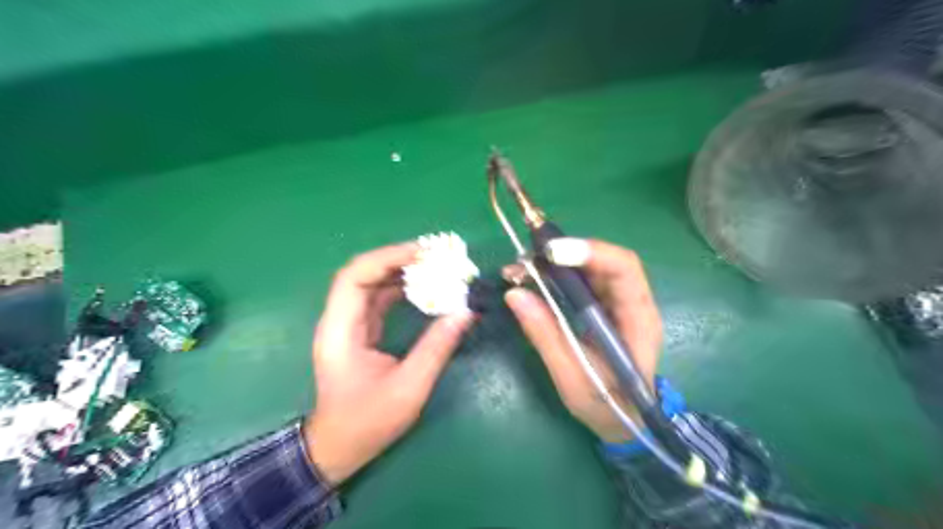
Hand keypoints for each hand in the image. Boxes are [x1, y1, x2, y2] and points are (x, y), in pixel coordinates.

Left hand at [306, 241, 474, 484]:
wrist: (340, 447)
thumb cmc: (368, 422)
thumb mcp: (408, 388)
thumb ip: (436, 348)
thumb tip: (465, 312)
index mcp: (340, 330)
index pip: (355, 277)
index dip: (388, 258)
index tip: (423, 253)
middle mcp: (340, 320)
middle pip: (363, 273)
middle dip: (398, 258)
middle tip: (436, 254)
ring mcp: (349, 324)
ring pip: (372, 283)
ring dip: (401, 270)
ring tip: (435, 264)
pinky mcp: (361, 330)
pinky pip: (380, 298)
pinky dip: (401, 287)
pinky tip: (424, 286)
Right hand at [501, 239, 660, 440]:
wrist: (625, 420)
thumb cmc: (607, 406)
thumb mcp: (572, 378)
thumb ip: (546, 336)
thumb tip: (514, 294)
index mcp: (638, 319)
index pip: (623, 268)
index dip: (590, 252)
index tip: (551, 253)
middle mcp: (632, 302)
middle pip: (604, 260)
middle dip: (564, 253)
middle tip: (525, 259)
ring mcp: (618, 302)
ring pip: (590, 266)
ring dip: (555, 263)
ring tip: (520, 269)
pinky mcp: (603, 305)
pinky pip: (580, 279)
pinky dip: (554, 275)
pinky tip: (532, 279)